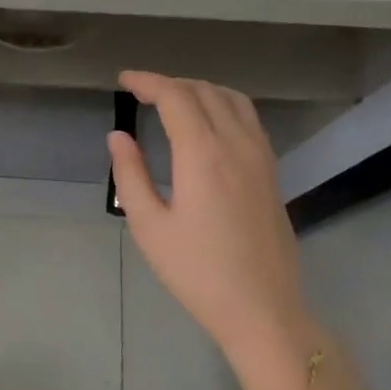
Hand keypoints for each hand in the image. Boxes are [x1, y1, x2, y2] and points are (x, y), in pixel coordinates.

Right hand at [107, 71, 323, 389]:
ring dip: (200, 89)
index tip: (124, 80)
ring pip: (232, 99)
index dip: (147, 81)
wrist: (262, 308)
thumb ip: (131, 174)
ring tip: (173, 100)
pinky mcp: (272, 171)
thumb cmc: (196, 272)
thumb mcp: (149, 227)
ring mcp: (261, 157)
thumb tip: (118, 136)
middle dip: (170, 83)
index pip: (175, 97)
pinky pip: (248, 119)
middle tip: (141, 92)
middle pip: (205, 91)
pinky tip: (208, 123)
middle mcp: (237, 145)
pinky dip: (223, 105)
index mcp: (203, 155)